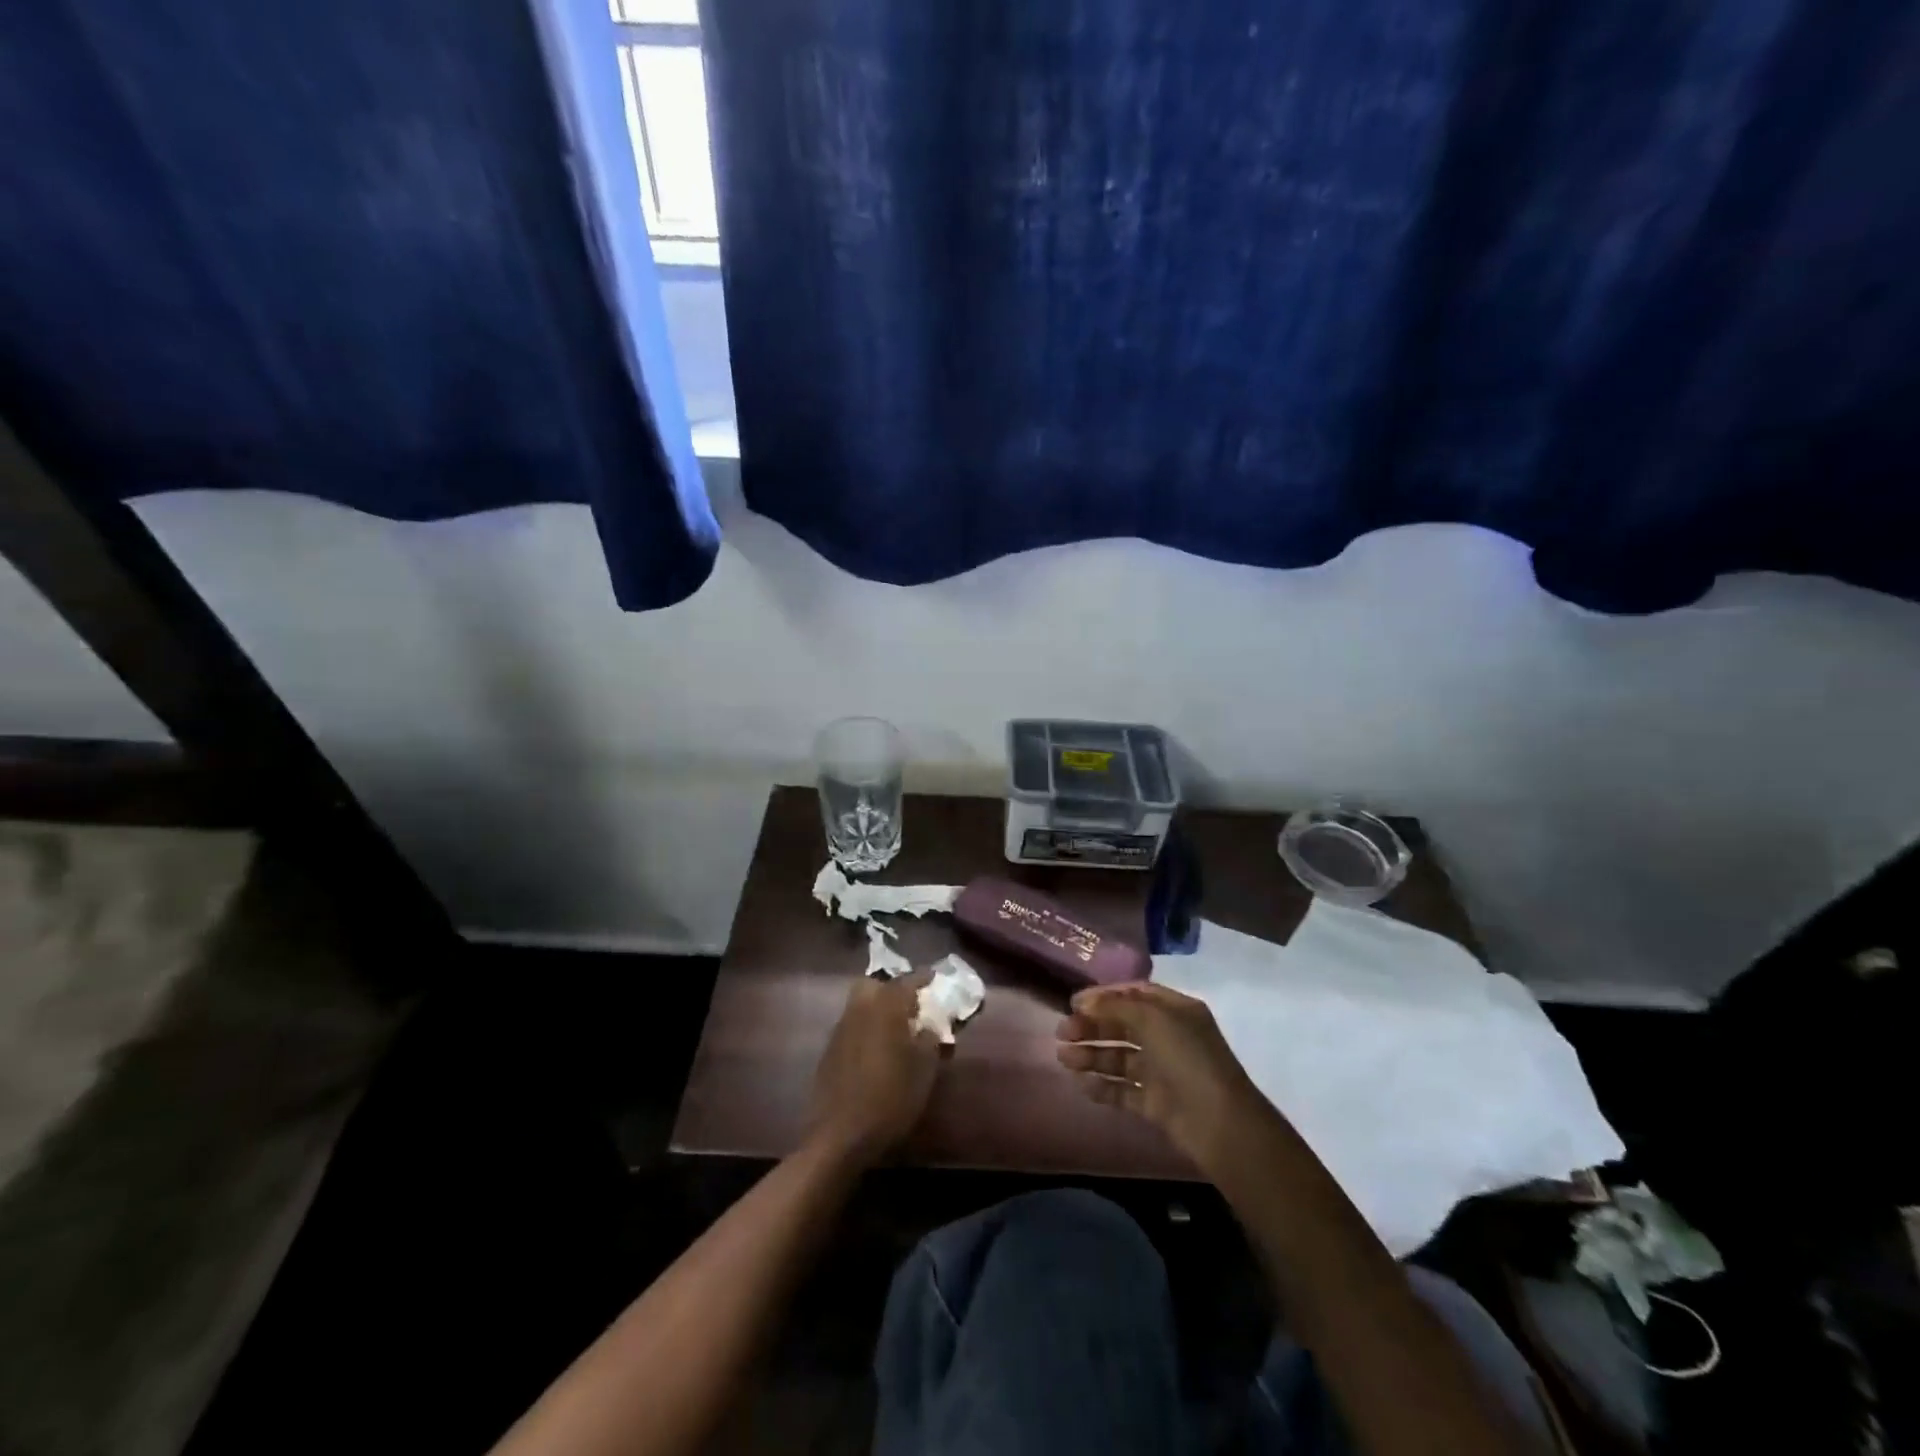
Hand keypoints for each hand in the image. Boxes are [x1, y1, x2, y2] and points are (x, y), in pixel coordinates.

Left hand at [808, 971, 942, 1166]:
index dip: (922, 978)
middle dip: (891, 989)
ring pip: (859, 1004)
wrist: (839, 1134)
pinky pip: (851, 1026)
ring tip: (895, 1029)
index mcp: (886, 1008)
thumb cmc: (890, 1098)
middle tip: (909, 1005)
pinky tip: (875, 1050)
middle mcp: (860, 1009)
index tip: (933, 978)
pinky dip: (865, 1028)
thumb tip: (929, 1026)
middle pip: (873, 985)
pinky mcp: (829, 1050)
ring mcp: (840, 1029)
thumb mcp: (924, 1071)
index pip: (907, 982)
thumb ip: (929, 1041)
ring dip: (877, 1008)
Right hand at [1056, 982, 1273, 1172]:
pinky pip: (1123, 1089)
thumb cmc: (1187, 1059)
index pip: (1134, 994)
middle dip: (1092, 1027)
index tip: (1073, 1003)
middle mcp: (1168, 1037)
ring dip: (1091, 1055)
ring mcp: (1162, 1071)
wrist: (1219, 1123)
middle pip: (1122, 1026)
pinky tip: (1082, 1084)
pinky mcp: (1155, 1103)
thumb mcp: (1153, 1020)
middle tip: (1062, 1032)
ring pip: (1119, 1058)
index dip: (1103, 996)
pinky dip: (1102, 1086)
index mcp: (1175, 1011)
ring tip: (1064, 1058)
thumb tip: (1084, 1003)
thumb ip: (1115, 1008)